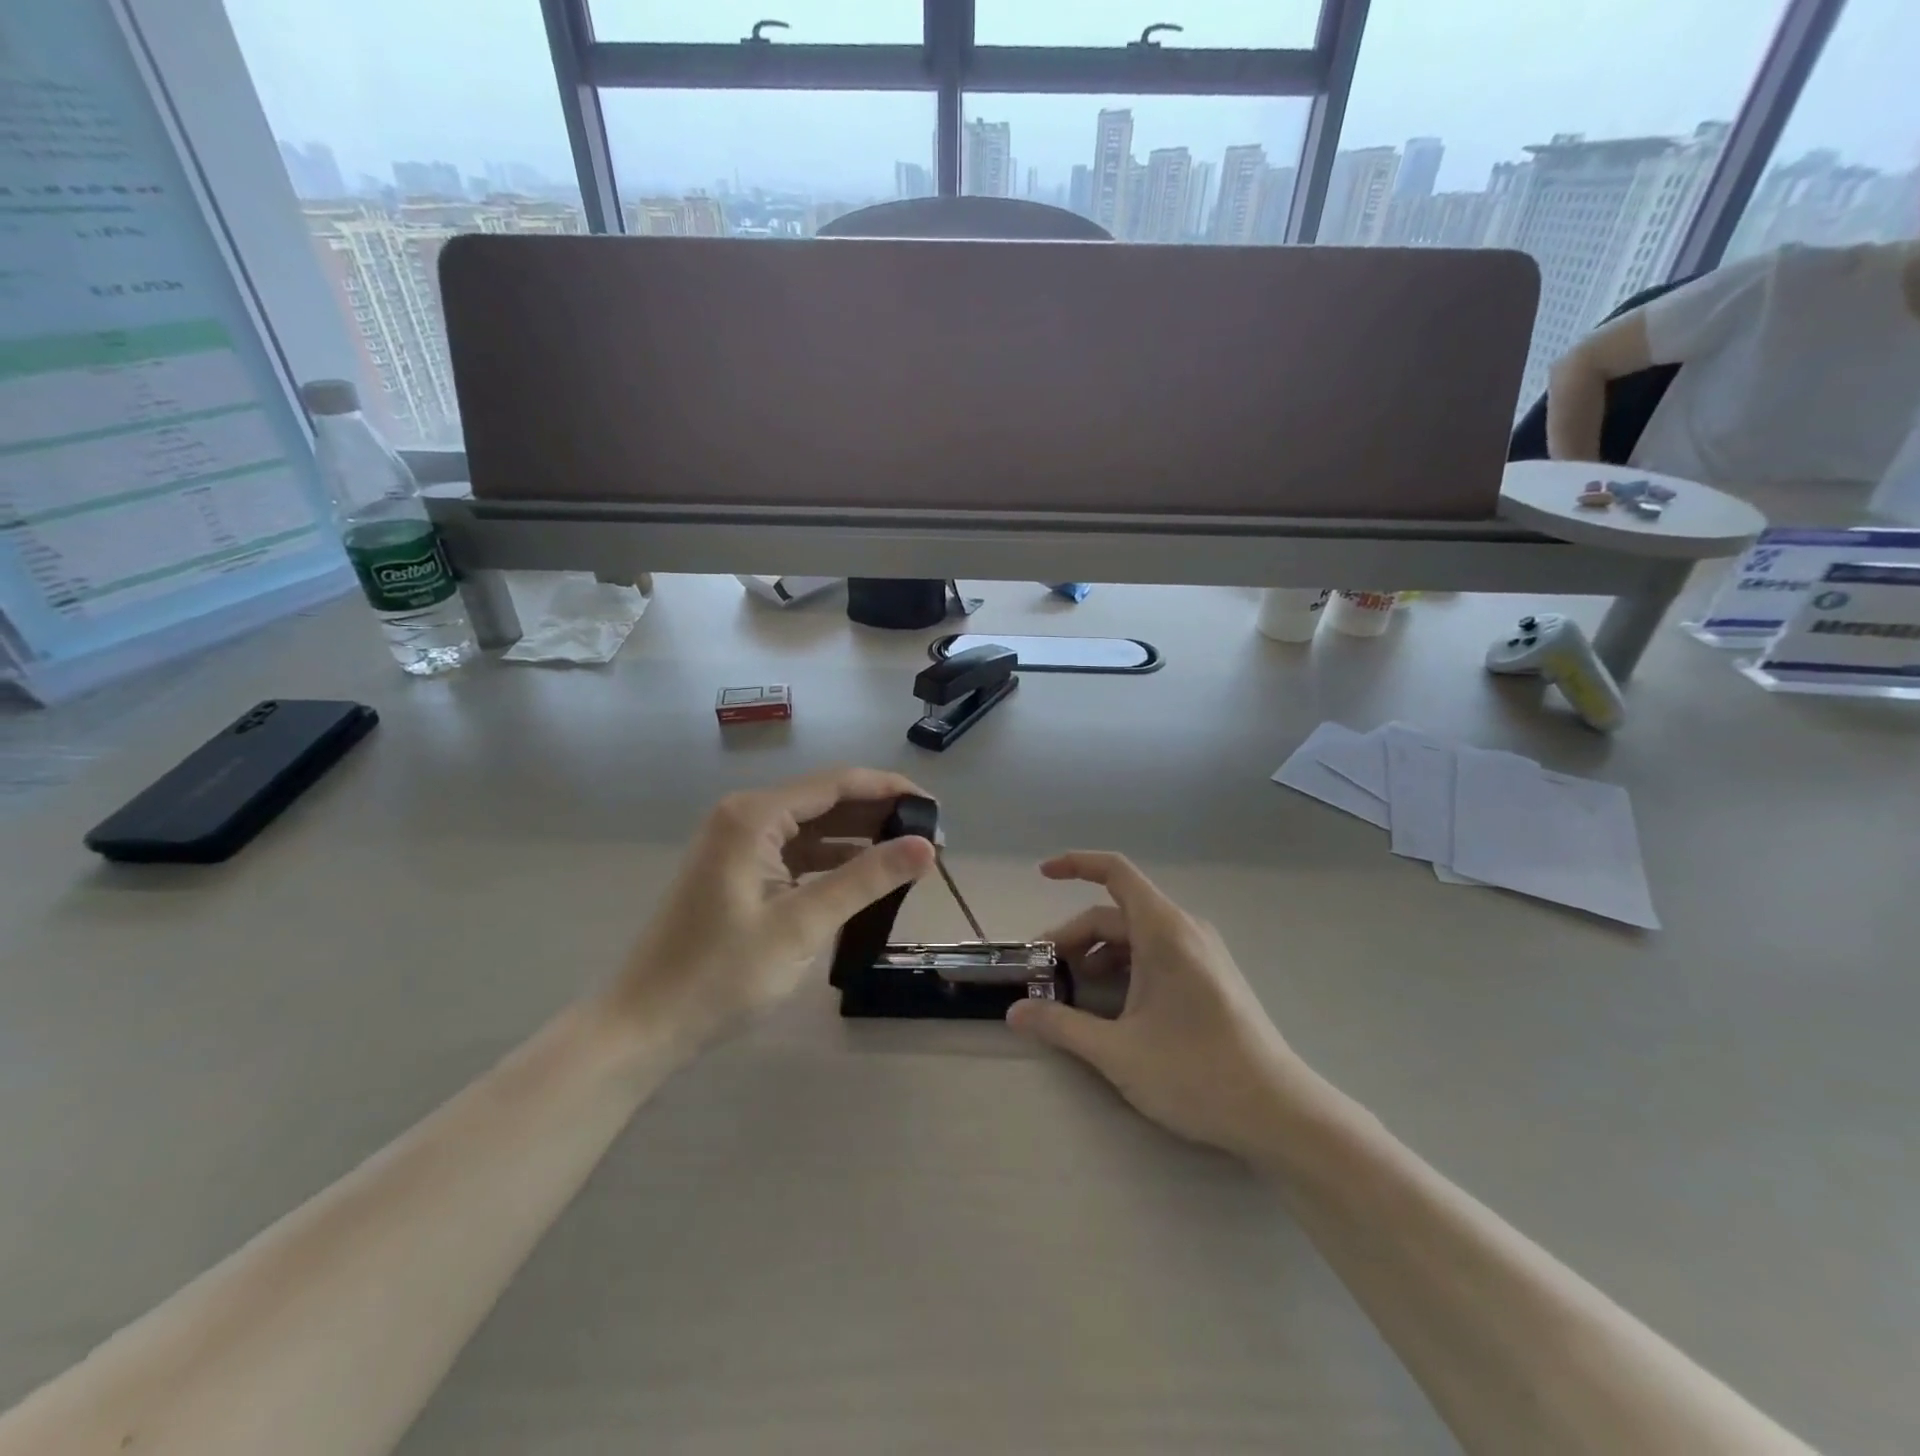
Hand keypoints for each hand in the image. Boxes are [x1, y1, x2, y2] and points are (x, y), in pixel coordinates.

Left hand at [619, 768, 935, 1045]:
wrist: (644, 1025)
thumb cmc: (721, 975)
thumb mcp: (802, 925)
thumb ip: (866, 879)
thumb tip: (927, 847)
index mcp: (754, 816)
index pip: (838, 783)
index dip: (891, 790)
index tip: (937, 810)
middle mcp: (745, 816)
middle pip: (826, 800)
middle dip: (879, 816)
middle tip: (932, 841)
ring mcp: (738, 843)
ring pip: (813, 827)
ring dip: (859, 839)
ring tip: (909, 857)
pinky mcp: (738, 870)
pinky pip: (796, 852)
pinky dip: (832, 860)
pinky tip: (865, 875)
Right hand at [1008, 852, 1304, 1159]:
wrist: (1279, 1114)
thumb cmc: (1196, 1074)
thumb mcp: (1118, 1052)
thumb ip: (1061, 1026)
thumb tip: (1014, 1013)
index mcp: (1164, 931)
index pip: (1115, 872)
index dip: (1075, 865)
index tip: (1041, 875)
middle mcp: (1186, 930)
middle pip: (1118, 913)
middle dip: (1075, 936)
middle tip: (1044, 972)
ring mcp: (1203, 953)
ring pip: (1138, 935)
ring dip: (1099, 953)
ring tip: (1072, 991)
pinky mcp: (1212, 976)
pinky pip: (1158, 952)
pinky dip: (1126, 965)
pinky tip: (1112, 1005)